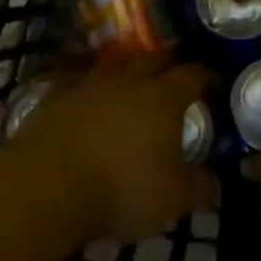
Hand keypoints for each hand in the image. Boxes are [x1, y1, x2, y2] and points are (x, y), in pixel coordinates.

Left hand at [7, 56, 220, 241]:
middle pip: (152, 60)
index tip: (214, 82)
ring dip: (125, 72)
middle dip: (167, 64)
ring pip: (113, 67)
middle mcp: (127, 82)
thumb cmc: (121, 189)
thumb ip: (199, 189)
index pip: (192, 74)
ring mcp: (87, 87)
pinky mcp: (54, 100)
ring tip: (131, 84)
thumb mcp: (172, 199)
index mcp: (162, 98)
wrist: (45, 186)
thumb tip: (216, 185)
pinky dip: (88, 91)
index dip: (206, 76)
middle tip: (174, 76)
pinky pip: (77, 85)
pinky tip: (87, 104)